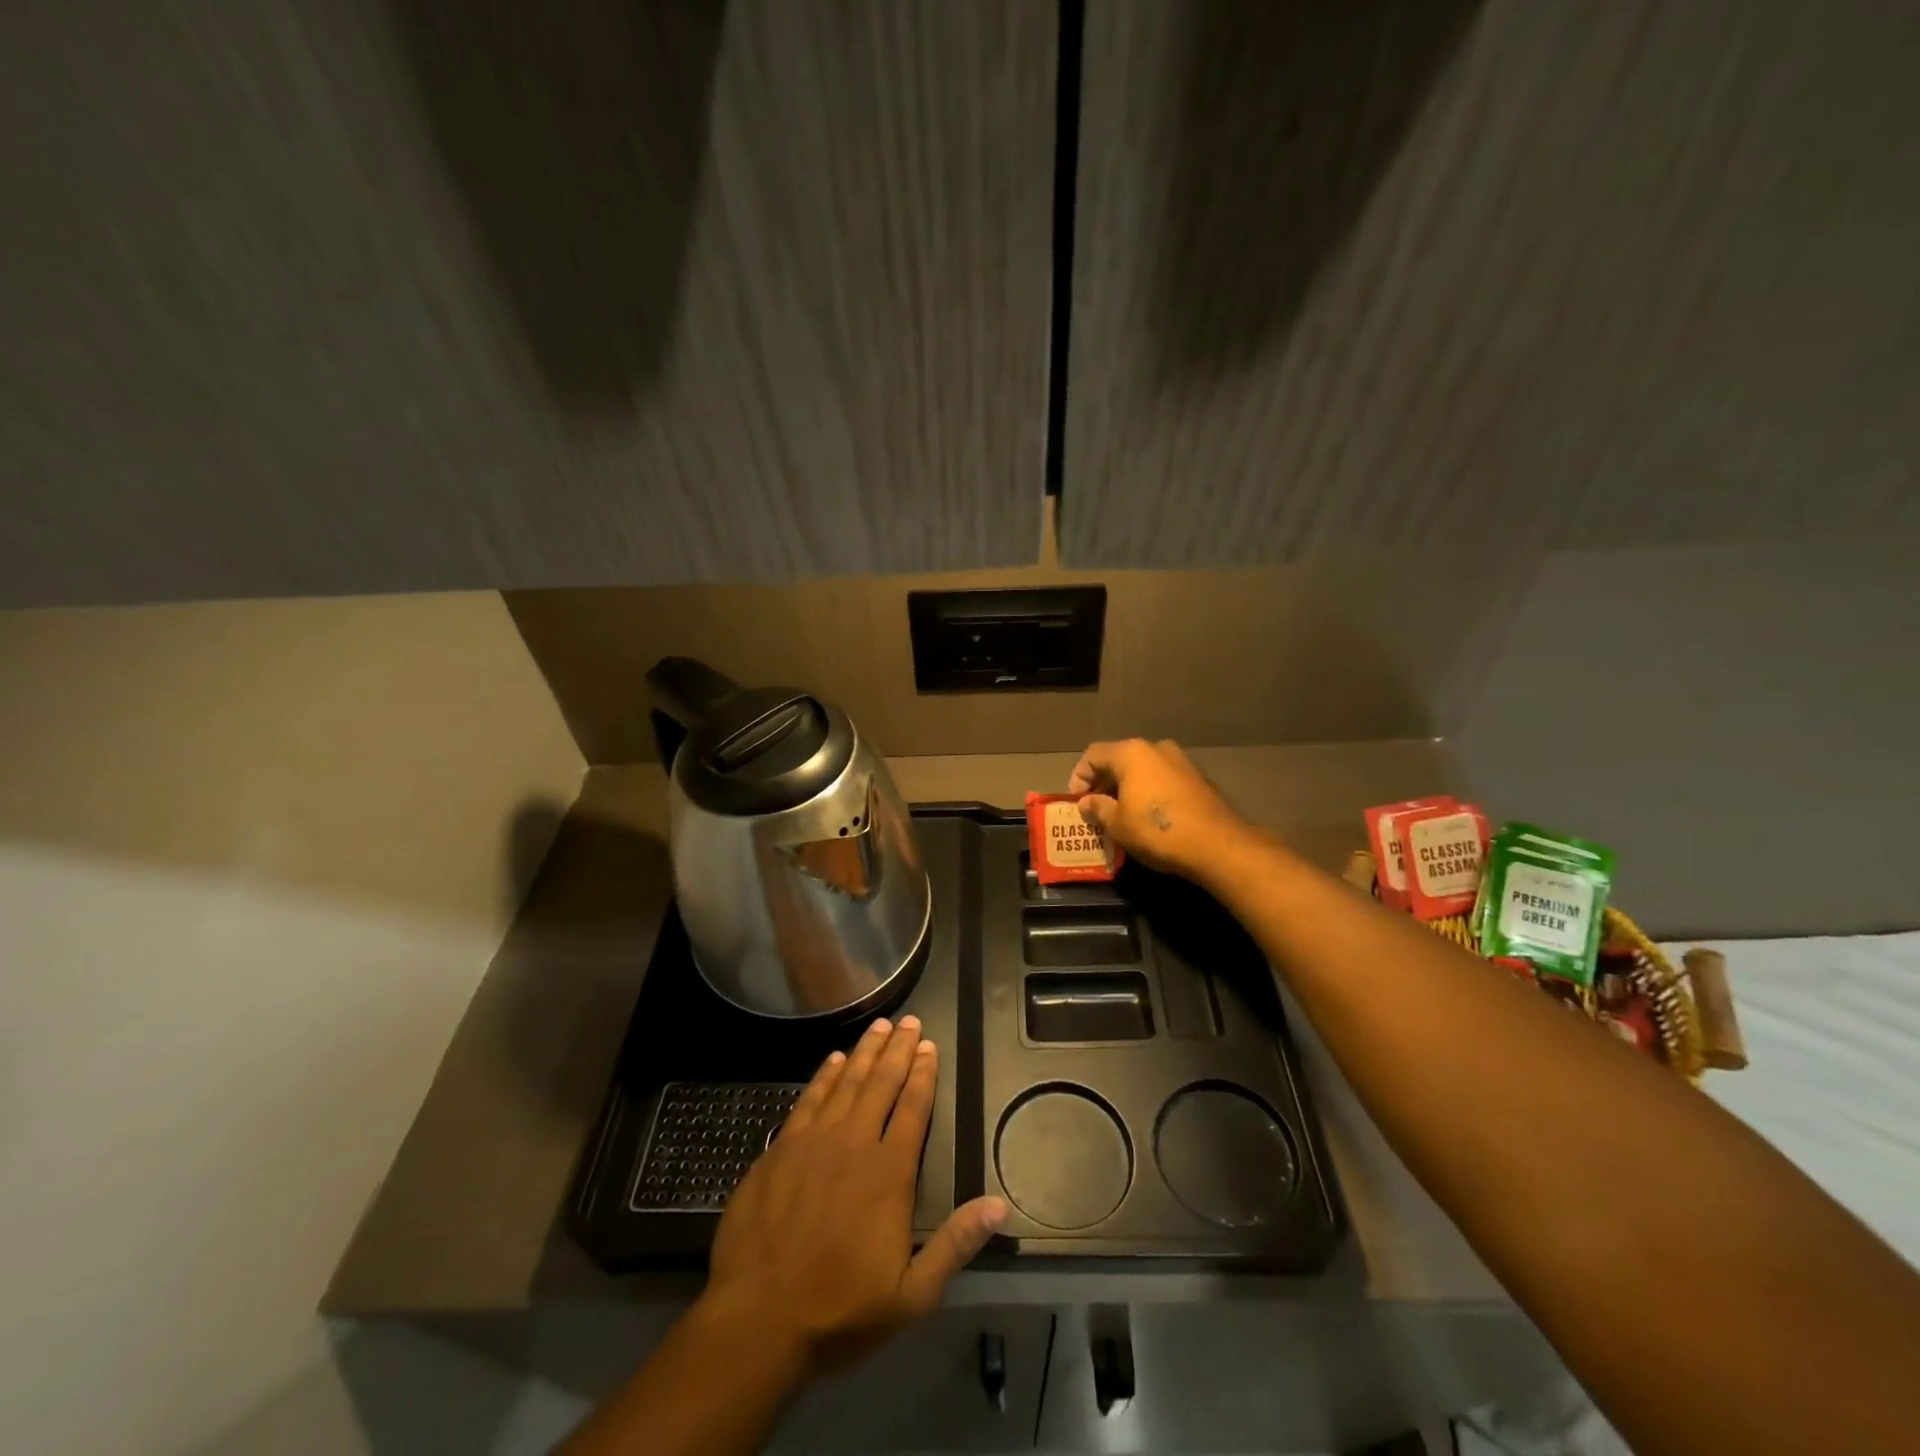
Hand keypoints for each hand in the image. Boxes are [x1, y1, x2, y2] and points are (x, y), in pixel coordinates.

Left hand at [701, 1016, 1008, 1377]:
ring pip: (846, 1083)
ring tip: (879, 1026)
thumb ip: (955, 1245)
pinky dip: (825, 1075)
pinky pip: (810, 1099)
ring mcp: (813, 1142)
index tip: (930, 1046)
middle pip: (881, 1083)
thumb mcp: (911, 1296)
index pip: (913, 1108)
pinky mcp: (781, 1149)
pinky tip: (834, 1060)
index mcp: (889, 1172)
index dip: (923, 1074)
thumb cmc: (839, 1310)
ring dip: (866, 1052)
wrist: (757, 1319)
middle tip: (909, 1021)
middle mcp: (854, 1143)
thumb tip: (998, 1206)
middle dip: (898, 1049)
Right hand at [1069, 738, 1246, 878]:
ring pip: (1142, 770)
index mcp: (1131, 753)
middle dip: (1102, 784)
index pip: (1093, 755)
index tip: (1077, 803)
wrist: (1218, 845)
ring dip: (1126, 789)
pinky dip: (1148, 793)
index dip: (1078, 777)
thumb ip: (1097, 808)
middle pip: (1118, 760)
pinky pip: (1161, 780)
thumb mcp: (1117, 824)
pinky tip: (1146, 817)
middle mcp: (1156, 748)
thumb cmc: (1158, 831)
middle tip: (1094, 810)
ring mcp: (1180, 761)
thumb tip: (1087, 803)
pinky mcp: (1197, 779)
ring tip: (1118, 815)